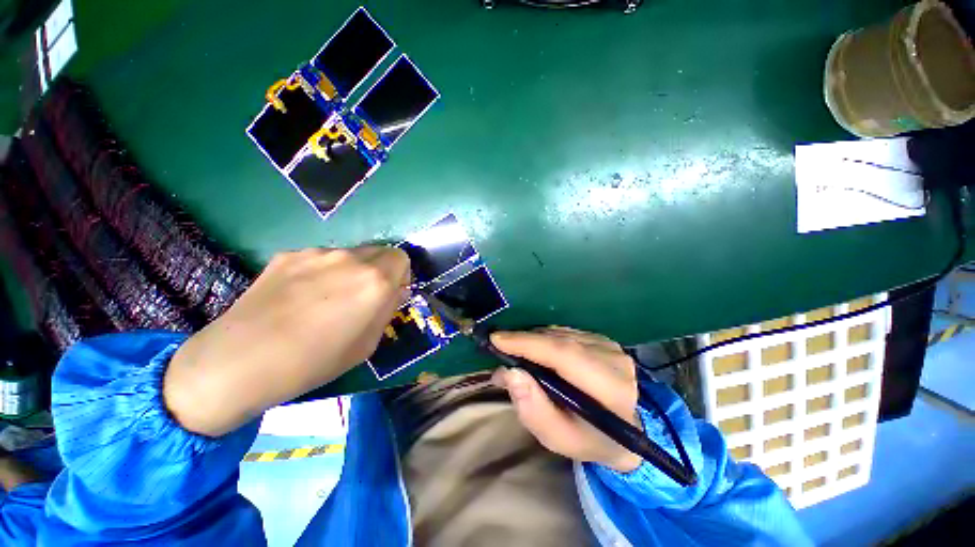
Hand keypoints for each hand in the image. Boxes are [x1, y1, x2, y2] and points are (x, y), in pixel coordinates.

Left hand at [165, 247, 409, 436]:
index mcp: (376, 280)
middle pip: (377, 252)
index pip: (401, 258)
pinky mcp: (288, 255)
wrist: (243, 360)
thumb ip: (387, 309)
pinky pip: (318, 259)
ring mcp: (316, 253)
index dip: (400, 275)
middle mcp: (350, 258)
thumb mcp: (369, 343)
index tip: (390, 293)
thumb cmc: (317, 360)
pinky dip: (321, 272)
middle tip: (362, 297)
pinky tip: (299, 297)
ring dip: (350, 271)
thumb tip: (394, 291)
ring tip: (326, 299)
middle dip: (378, 271)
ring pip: (348, 255)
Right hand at [491, 327, 642, 472]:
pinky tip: (535, 349)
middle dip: (525, 340)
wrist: (623, 428)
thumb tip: (509, 373)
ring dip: (533, 339)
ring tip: (514, 351)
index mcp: (611, 389)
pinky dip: (544, 338)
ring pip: (560, 334)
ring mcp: (610, 346)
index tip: (496, 339)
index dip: (529, 344)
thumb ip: (532, 408)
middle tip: (498, 346)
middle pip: (560, 341)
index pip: (565, 355)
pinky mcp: (602, 339)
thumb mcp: (557, 437)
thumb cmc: (588, 438)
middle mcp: (614, 360)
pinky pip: (565, 332)